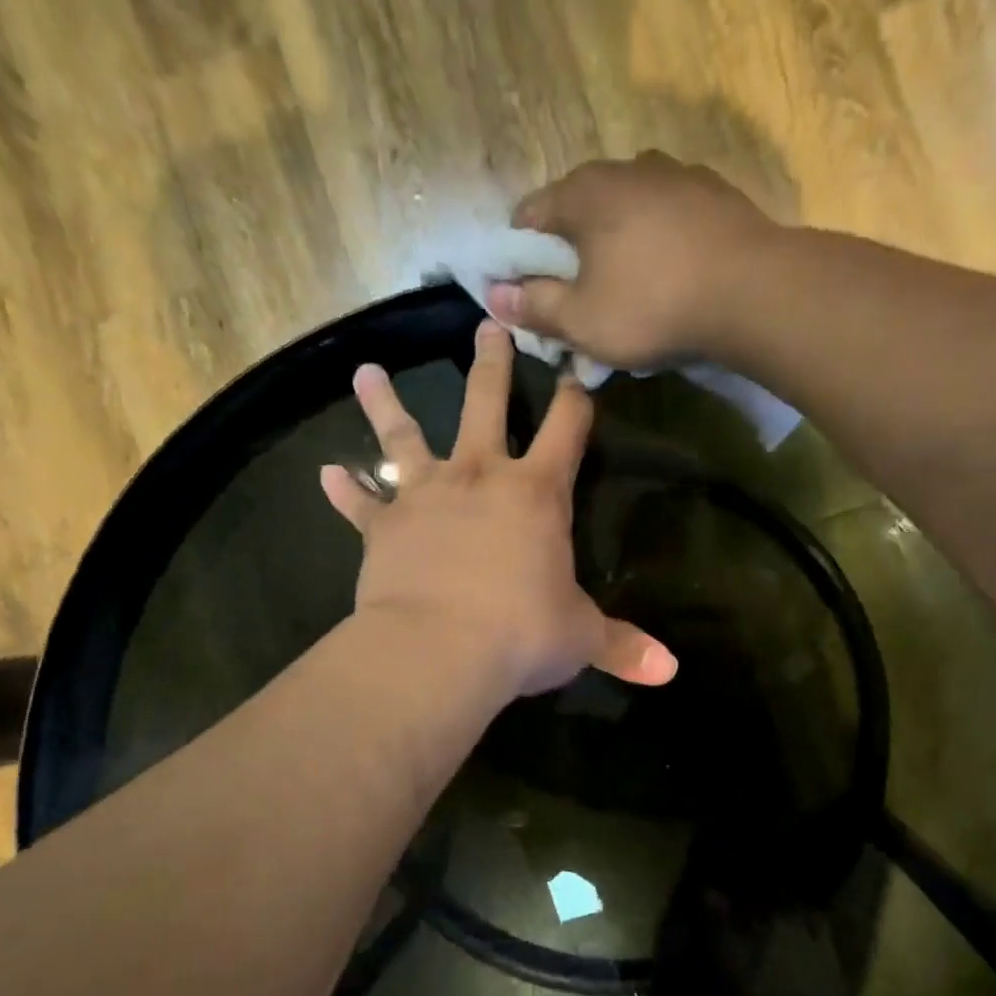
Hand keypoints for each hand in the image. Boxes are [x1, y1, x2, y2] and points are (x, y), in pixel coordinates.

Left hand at [320, 320, 678, 698]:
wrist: (439, 649)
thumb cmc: (521, 634)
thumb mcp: (581, 638)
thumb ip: (624, 647)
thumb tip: (671, 671)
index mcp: (537, 494)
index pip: (567, 429)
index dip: (576, 397)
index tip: (578, 369)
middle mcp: (480, 478)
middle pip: (485, 404)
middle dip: (491, 365)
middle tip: (486, 324)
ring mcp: (425, 497)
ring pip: (404, 437)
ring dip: (385, 405)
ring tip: (367, 372)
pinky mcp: (383, 528)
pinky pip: (360, 504)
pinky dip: (343, 491)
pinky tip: (325, 473)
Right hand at [485, 152, 780, 369]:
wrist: (752, 292)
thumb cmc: (652, 305)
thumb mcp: (582, 320)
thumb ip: (535, 306)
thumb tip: (496, 296)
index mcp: (583, 192)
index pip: (529, 215)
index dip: (520, 258)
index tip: (530, 295)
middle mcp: (626, 167)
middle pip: (579, 211)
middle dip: (571, 255)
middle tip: (579, 301)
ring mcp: (675, 175)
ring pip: (627, 212)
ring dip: (618, 247)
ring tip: (629, 291)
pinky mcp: (714, 194)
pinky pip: (668, 219)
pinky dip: (658, 244)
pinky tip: (671, 278)